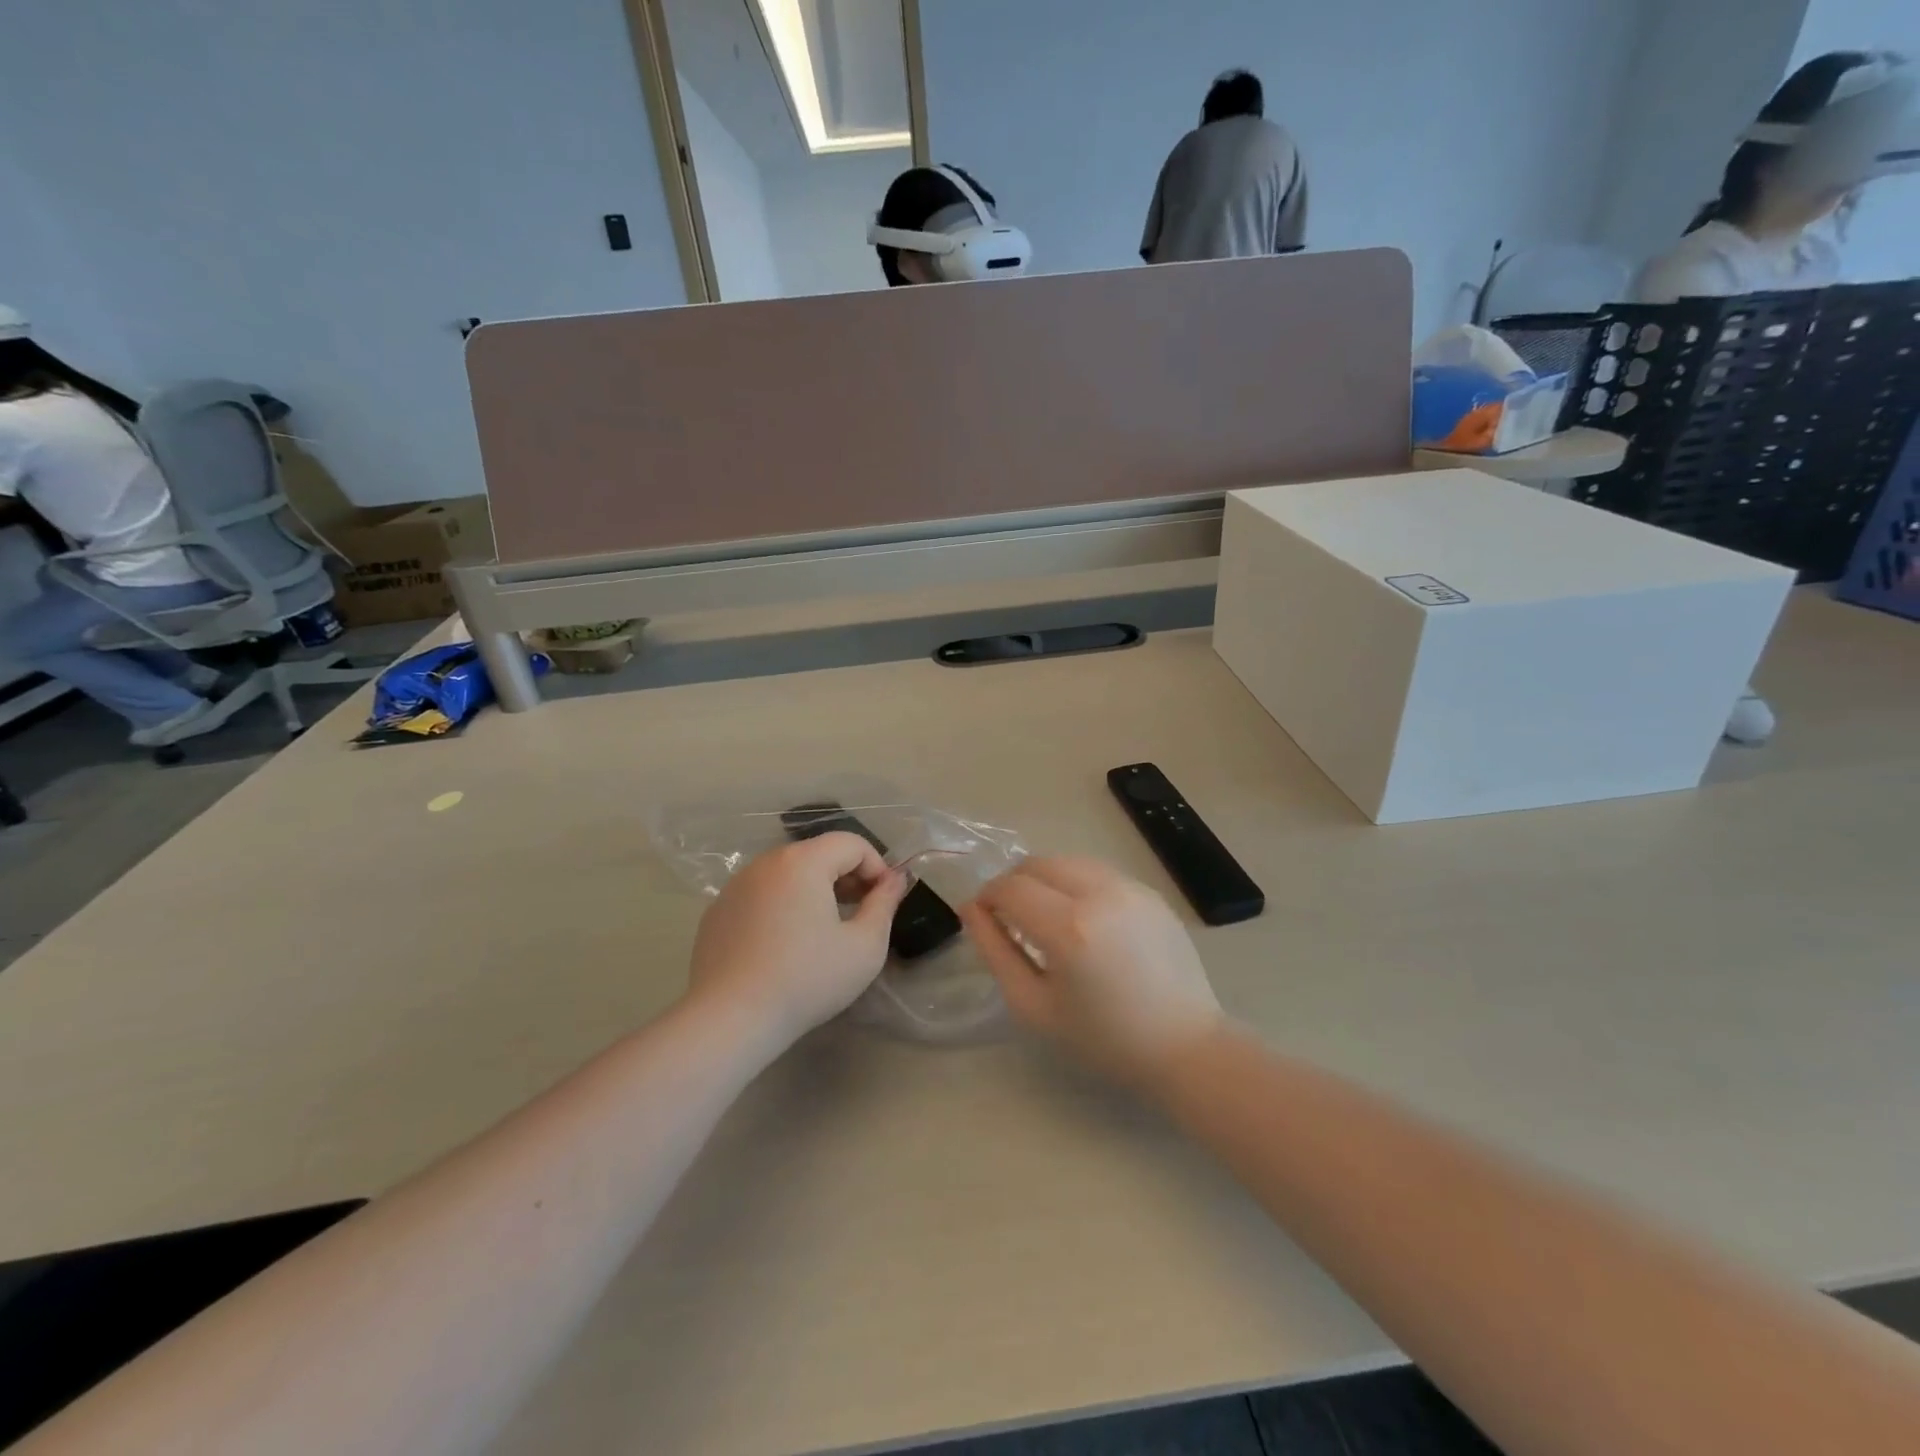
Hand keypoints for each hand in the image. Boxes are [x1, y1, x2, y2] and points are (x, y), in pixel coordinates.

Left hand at [687, 833, 909, 1048]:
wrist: (731, 1019)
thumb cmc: (807, 979)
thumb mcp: (864, 946)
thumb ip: (884, 904)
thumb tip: (895, 880)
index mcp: (803, 861)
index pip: (851, 843)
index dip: (876, 866)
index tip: (884, 901)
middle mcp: (766, 862)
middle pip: (818, 854)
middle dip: (846, 876)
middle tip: (860, 913)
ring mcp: (736, 886)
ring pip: (788, 874)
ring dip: (814, 890)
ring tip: (825, 930)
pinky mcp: (717, 911)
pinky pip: (761, 895)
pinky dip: (782, 906)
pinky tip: (785, 946)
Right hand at [960, 857, 1223, 1084]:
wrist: (1184, 1045)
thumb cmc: (1103, 1038)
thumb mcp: (1033, 1005)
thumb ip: (995, 951)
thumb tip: (972, 910)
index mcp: (1068, 927)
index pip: (1010, 888)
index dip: (987, 898)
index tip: (983, 918)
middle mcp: (1100, 893)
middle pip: (1037, 864)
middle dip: (1014, 884)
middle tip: (1010, 918)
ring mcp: (1130, 887)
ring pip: (1067, 862)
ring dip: (1045, 880)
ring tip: (1046, 917)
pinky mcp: (1149, 891)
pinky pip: (1097, 872)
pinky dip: (1076, 884)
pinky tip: (1082, 920)